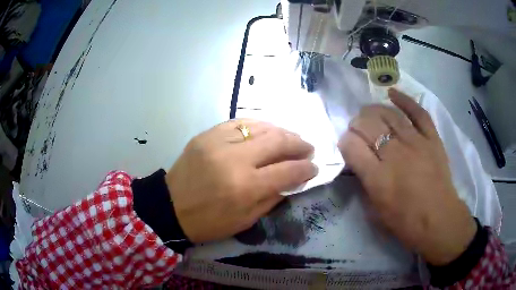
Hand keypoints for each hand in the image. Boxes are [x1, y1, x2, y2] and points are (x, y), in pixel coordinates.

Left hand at [166, 119, 316, 242]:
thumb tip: (293, 180)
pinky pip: (239, 122)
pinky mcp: (207, 134)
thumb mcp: (245, 220)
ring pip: (260, 127)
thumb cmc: (208, 222)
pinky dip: (257, 126)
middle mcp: (235, 159)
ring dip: (281, 132)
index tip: (315, 167)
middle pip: (278, 141)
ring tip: (291, 139)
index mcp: (245, 187)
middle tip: (308, 148)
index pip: (288, 171)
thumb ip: (272, 198)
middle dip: (299, 144)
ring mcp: (219, 142)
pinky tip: (266, 131)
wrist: (170, 207)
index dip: (306, 168)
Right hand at [338, 89, 476, 265]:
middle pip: (368, 124)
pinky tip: (392, 93)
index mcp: (377, 177)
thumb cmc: (406, 222)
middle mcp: (395, 154)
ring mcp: (415, 142)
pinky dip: (404, 100)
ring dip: (374, 110)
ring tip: (370, 113)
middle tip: (357, 128)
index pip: (351, 146)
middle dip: (357, 123)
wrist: (438, 220)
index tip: (347, 145)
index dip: (345, 141)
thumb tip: (359, 163)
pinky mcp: (431, 138)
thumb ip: (365, 184)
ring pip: (389, 114)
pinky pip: (418, 112)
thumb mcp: (376, 212)